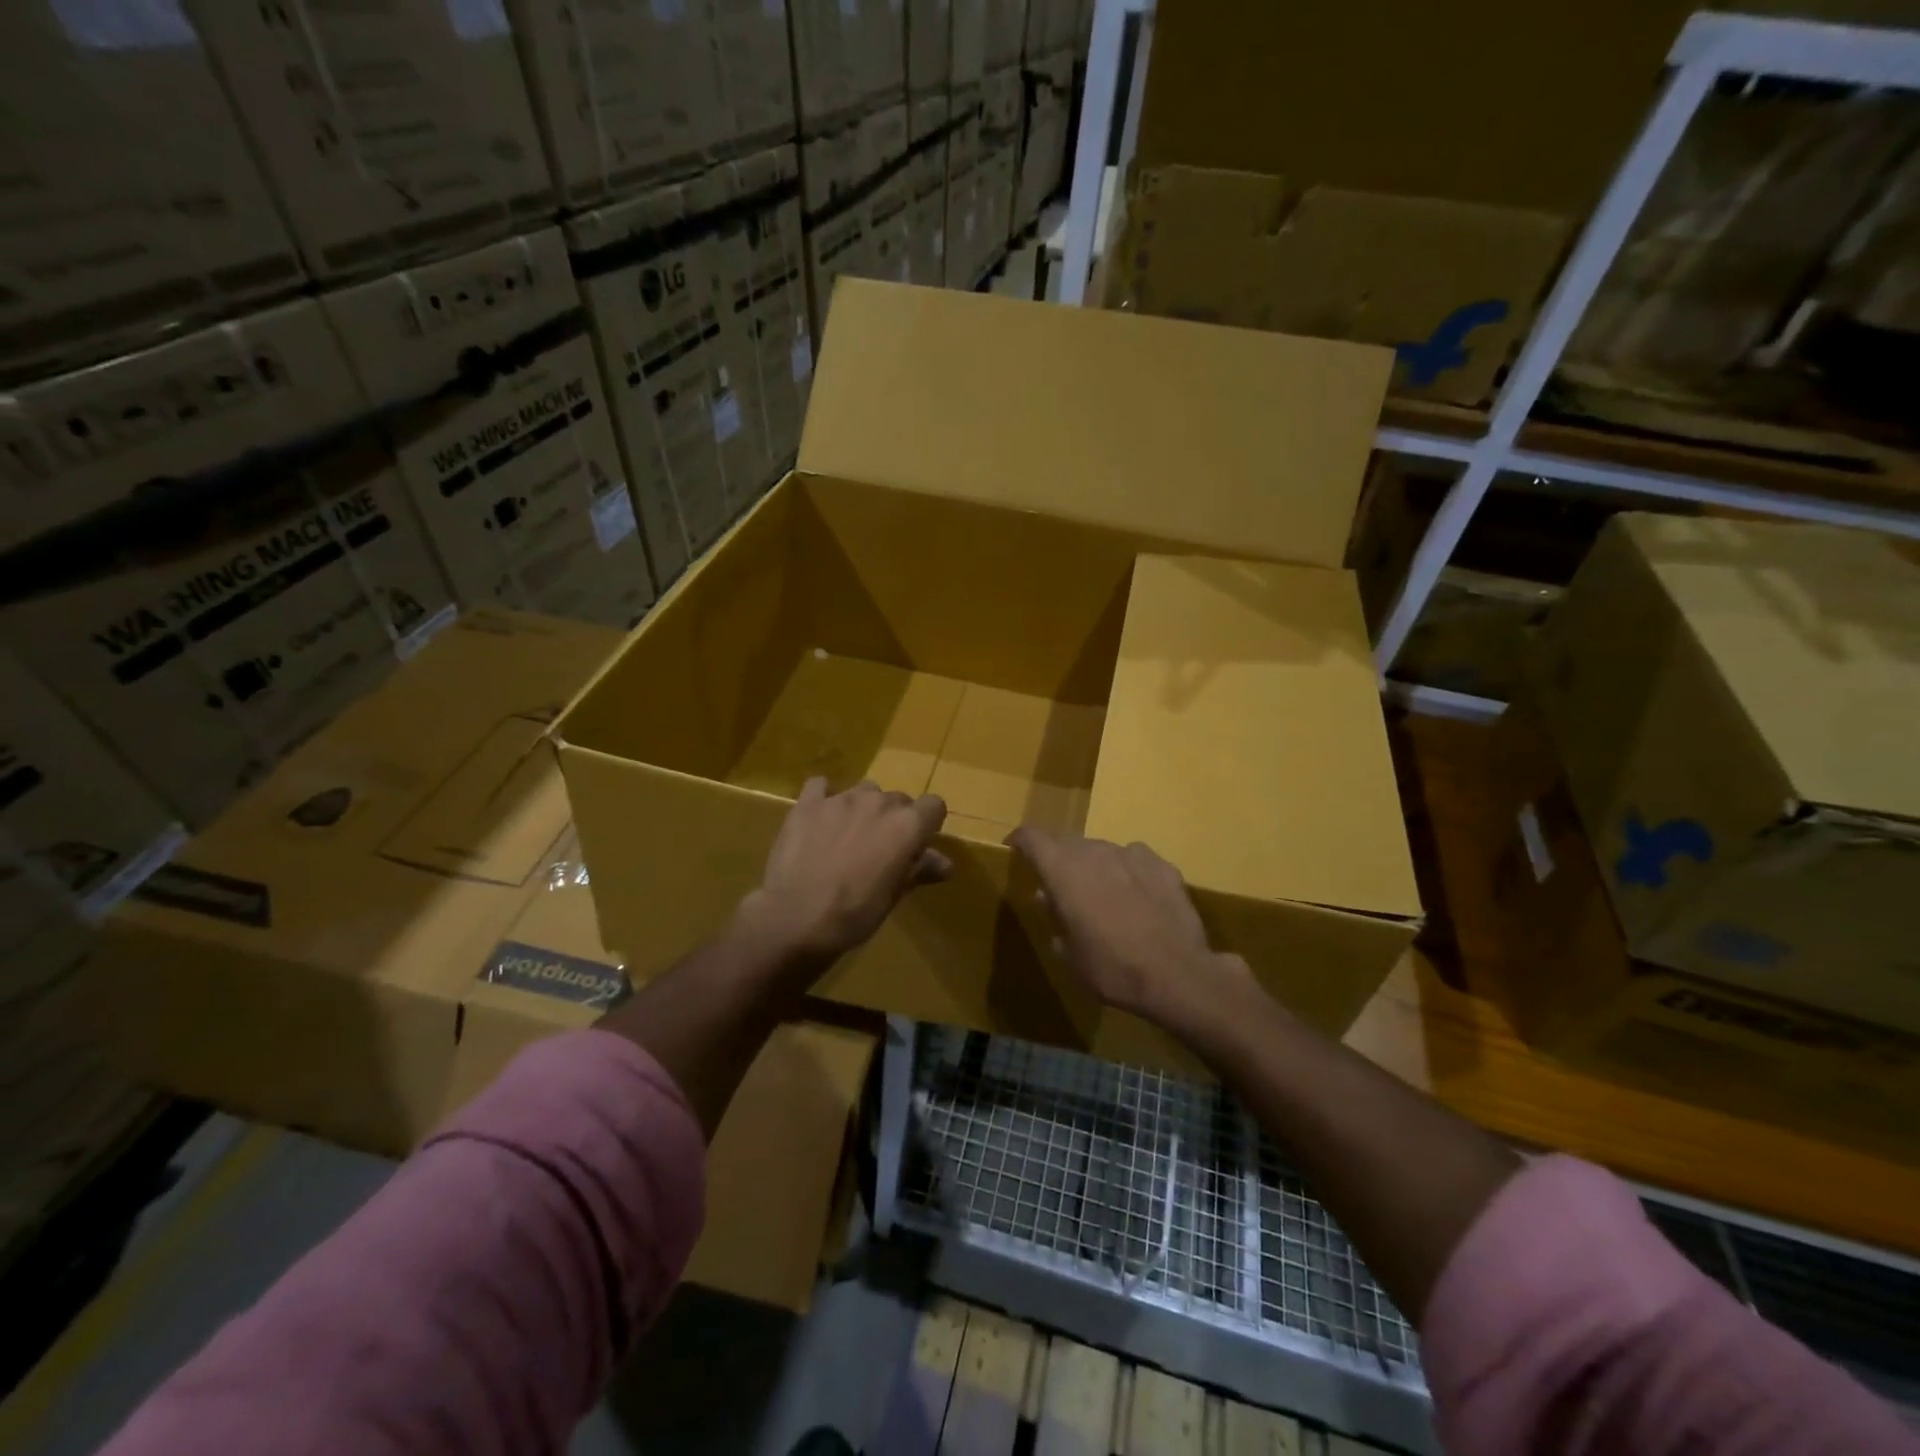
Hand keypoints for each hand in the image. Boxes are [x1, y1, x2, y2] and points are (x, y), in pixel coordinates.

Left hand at [735, 777, 950, 963]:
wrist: (795, 917)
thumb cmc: (854, 913)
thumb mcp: (894, 896)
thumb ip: (920, 870)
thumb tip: (945, 864)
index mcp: (907, 825)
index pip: (934, 806)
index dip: (927, 825)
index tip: (916, 846)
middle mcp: (878, 802)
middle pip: (898, 799)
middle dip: (894, 820)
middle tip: (879, 850)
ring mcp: (841, 798)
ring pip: (864, 791)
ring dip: (863, 808)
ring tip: (848, 836)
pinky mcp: (808, 803)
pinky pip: (821, 786)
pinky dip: (825, 797)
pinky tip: (820, 818)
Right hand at [1006, 828, 1252, 1030]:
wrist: (1177, 975)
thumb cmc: (1111, 969)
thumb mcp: (1070, 955)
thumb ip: (1056, 920)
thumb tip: (1050, 900)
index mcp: (1063, 870)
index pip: (1032, 837)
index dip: (1020, 840)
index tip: (1014, 848)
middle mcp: (1094, 852)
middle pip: (1068, 842)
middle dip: (1060, 860)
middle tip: (1062, 888)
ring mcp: (1131, 854)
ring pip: (1103, 851)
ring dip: (1096, 867)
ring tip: (1103, 896)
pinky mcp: (1162, 865)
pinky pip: (1135, 860)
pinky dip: (1128, 873)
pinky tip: (1138, 898)